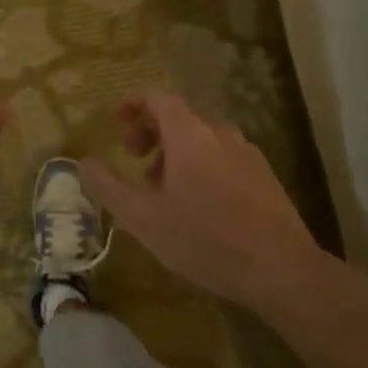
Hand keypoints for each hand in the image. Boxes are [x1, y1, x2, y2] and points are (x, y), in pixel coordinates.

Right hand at [81, 90, 331, 313]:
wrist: (282, 270)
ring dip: (174, 151)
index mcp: (189, 134)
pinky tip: (197, 204)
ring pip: (201, 137)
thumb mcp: (143, 219)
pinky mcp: (264, 175)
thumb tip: (85, 163)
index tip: (116, 121)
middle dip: (150, 130)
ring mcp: (246, 153)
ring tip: (161, 187)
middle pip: (179, 115)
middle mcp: (220, 132)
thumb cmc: (206, 239)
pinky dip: (199, 164)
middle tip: (133, 158)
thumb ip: (108, 187)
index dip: (132, 103)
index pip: (157, 97)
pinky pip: (222, 155)